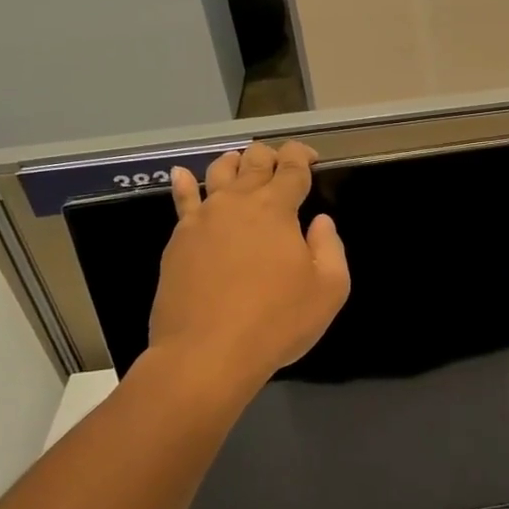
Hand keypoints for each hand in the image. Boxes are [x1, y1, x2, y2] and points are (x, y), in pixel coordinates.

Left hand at [149, 141, 350, 387]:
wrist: (206, 353)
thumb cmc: (276, 322)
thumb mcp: (329, 290)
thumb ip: (330, 248)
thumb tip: (320, 222)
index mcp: (277, 209)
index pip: (292, 167)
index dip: (303, 156)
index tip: (311, 158)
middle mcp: (238, 203)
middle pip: (253, 162)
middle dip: (270, 155)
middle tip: (280, 161)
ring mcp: (203, 219)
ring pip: (218, 173)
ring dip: (234, 163)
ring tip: (240, 162)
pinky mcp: (178, 240)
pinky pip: (182, 201)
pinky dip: (185, 183)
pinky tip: (182, 175)